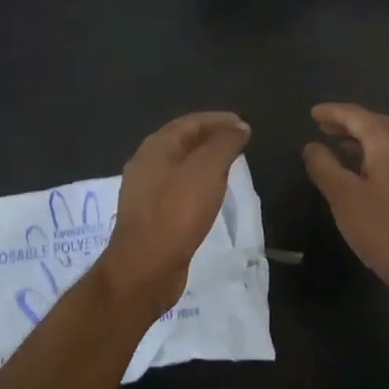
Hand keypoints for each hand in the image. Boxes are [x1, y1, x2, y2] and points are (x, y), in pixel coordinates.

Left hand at [97, 111, 250, 323]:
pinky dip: (197, 183)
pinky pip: (177, 189)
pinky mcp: (150, 216)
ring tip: (229, 166)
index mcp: (155, 148)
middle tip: (239, 143)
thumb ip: (224, 144)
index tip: (244, 125)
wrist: (145, 268)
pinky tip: (210, 194)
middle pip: (182, 142)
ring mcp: (145, 191)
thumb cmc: (177, 212)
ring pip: (179, 166)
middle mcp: (146, 164)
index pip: (190, 123)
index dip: (218, 120)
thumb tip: (239, 128)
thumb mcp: (208, 171)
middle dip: (211, 139)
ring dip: (204, 162)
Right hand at [302, 104, 388, 321]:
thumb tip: (312, 145)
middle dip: (350, 124)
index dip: (334, 112)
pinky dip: (381, 157)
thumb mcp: (343, 198)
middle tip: (324, 128)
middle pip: (378, 125)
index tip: (313, 113)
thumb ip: (324, 166)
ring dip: (365, 142)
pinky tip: (370, 175)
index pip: (358, 116)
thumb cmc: (383, 231)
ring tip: (342, 150)